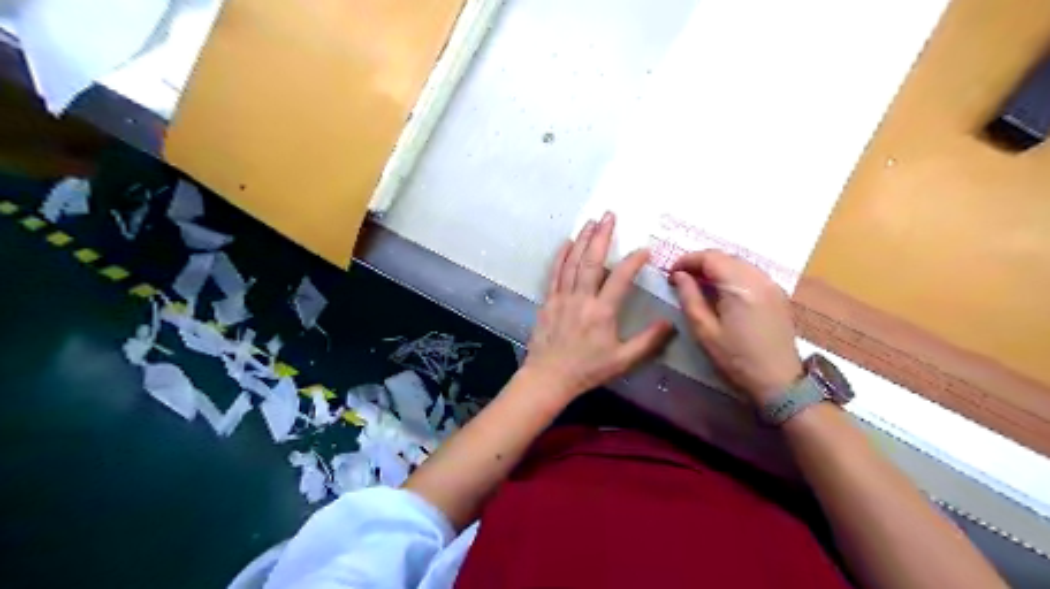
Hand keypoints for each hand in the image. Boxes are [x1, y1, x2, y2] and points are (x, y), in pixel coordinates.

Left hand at [523, 212, 671, 399]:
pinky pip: (556, 273)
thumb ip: (648, 341)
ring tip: (591, 221)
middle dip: (602, 236)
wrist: (549, 377)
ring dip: (583, 240)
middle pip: (592, 261)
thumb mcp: (622, 360)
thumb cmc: (587, 369)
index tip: (644, 249)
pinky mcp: (549, 301)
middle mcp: (581, 299)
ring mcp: (562, 297)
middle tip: (609, 215)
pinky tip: (567, 243)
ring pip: (573, 262)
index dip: (633, 261)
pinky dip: (562, 256)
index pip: (620, 279)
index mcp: (602, 312)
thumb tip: (670, 323)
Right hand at [672, 249, 805, 403]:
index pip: (710, 257)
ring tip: (699, 284)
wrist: (779, 381)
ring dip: (717, 268)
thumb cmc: (736, 358)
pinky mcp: (778, 294)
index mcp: (739, 286)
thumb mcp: (704, 331)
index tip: (671, 273)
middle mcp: (758, 278)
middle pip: (725, 257)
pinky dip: (732, 275)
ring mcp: (772, 285)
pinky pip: (751, 274)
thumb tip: (679, 276)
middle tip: (681, 278)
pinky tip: (722, 292)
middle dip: (701, 262)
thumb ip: (689, 298)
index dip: (687, 260)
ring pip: (739, 263)